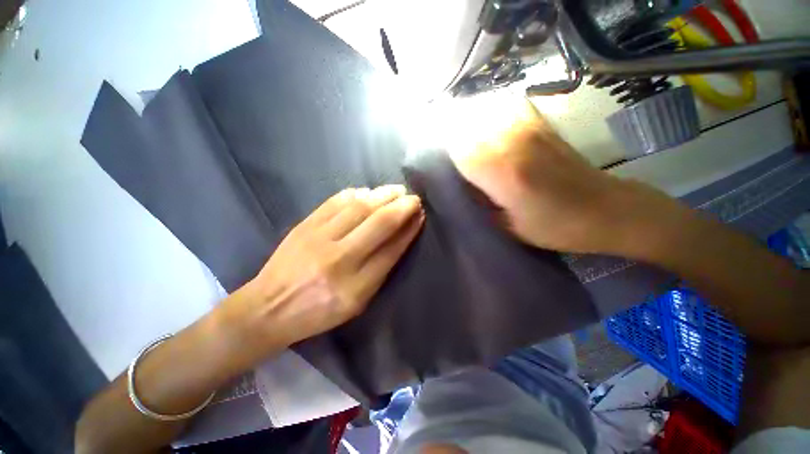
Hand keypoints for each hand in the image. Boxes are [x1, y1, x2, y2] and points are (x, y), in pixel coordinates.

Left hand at [217, 185, 423, 364]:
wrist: (268, 308)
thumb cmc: (319, 312)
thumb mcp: (357, 303)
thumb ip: (380, 271)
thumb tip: (399, 237)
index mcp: (356, 287)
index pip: (392, 249)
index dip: (409, 229)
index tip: (420, 216)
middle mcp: (340, 259)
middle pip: (379, 223)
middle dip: (402, 207)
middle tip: (414, 198)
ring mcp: (319, 238)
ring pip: (360, 207)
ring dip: (383, 195)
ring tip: (397, 190)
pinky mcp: (305, 225)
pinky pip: (336, 201)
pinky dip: (357, 193)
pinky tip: (368, 191)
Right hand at [450, 97, 677, 254]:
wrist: (606, 209)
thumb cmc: (555, 227)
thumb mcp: (507, 226)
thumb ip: (479, 203)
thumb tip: (457, 184)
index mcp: (503, 173)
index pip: (457, 150)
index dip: (439, 152)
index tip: (429, 160)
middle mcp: (513, 143)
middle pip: (465, 127)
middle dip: (447, 136)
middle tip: (437, 149)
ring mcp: (528, 128)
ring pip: (481, 114)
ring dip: (463, 124)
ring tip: (453, 137)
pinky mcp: (540, 124)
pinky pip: (502, 110)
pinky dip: (486, 116)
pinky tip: (481, 127)